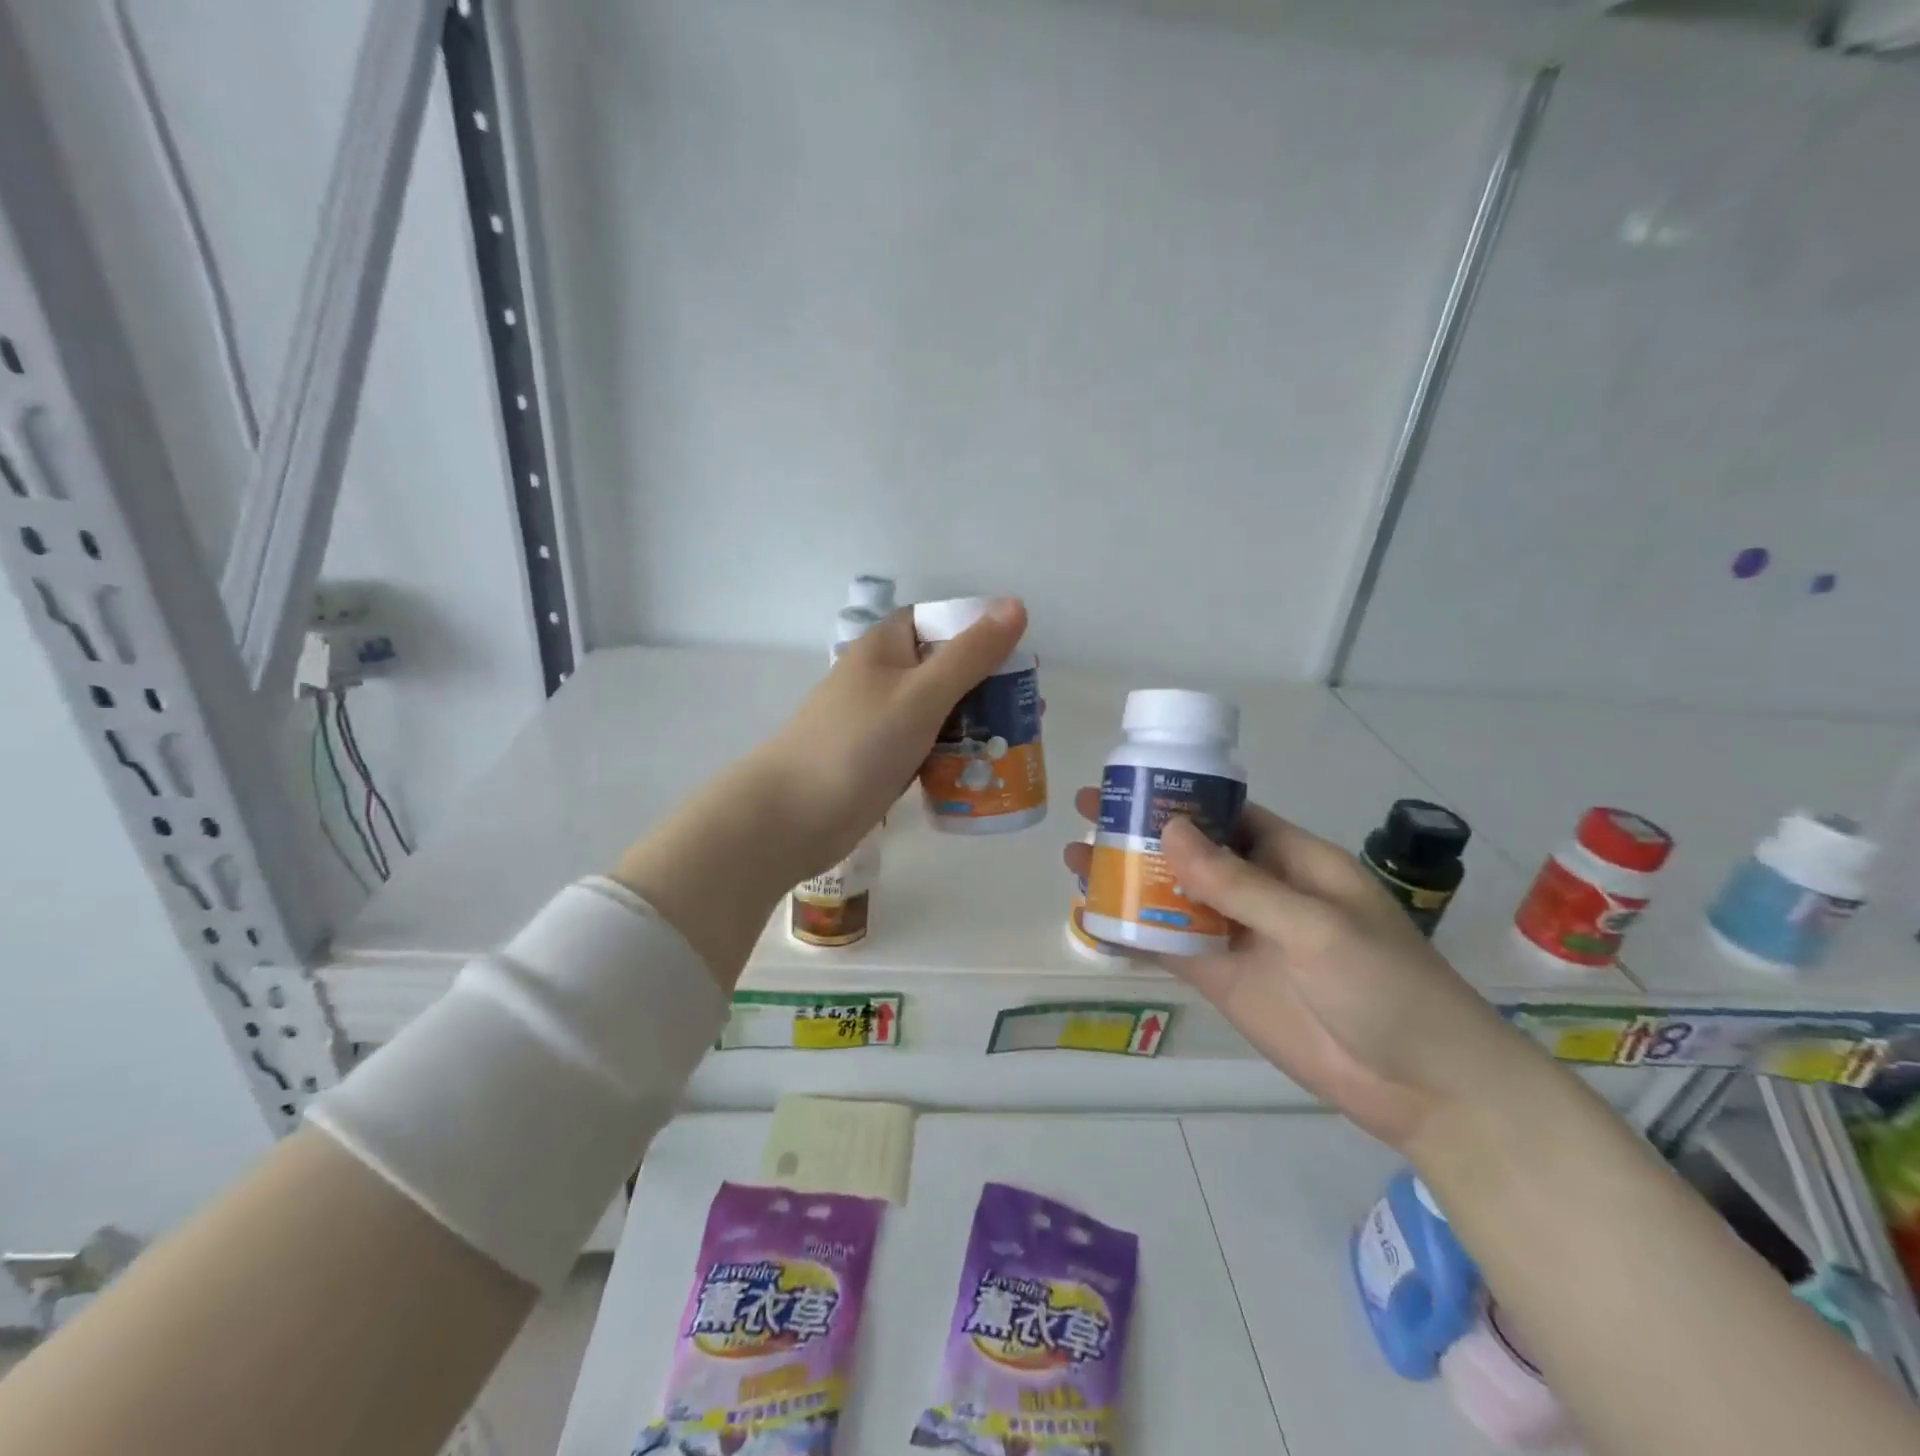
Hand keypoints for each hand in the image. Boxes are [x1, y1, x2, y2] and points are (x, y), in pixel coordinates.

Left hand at [747, 598, 1028, 878]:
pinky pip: (929, 748)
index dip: (979, 631)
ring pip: (940, 712)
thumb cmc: (858, 745)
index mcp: (886, 647)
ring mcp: (882, 722)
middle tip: (1031, 708)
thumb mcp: (921, 694)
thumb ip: (970, 654)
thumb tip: (1015, 605)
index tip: (1020, 655)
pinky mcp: (883, 761)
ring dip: (977, 723)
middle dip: (988, 686)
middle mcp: (884, 678)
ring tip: (1020, 740)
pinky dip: (956, 754)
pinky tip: (986, 770)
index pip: (939, 621)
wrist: (793, 817)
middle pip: (946, 669)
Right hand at [1065, 791, 1547, 1155]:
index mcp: (1292, 859)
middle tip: (1086, 816)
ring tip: (1075, 862)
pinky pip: (1170, 947)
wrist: (1424, 1088)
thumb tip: (1170, 830)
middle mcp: (1259, 890)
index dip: (1179, 796)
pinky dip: (1133, 933)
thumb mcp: (1315, 926)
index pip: (1227, 814)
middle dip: (1140, 833)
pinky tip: (1094, 920)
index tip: (1128, 783)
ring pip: (1172, 897)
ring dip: (1128, 879)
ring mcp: (1238, 936)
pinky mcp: (1223, 980)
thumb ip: (1240, 883)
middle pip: (1189, 852)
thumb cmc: (1387, 987)